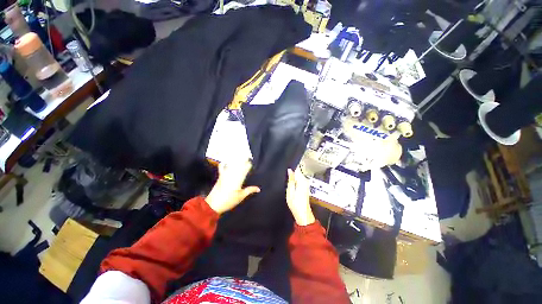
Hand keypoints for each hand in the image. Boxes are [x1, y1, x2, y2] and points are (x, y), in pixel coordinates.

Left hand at [206, 159, 259, 213]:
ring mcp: (225, 175)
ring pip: (231, 165)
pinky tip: (224, 161)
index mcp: (238, 179)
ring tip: (239, 156)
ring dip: (235, 160)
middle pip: (239, 165)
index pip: (245, 169)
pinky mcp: (220, 177)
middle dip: (243, 160)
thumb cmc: (229, 201)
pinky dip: (223, 164)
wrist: (213, 204)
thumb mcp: (241, 196)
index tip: (251, 162)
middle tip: (247, 156)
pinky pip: (221, 168)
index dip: (248, 165)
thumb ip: (250, 190)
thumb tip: (259, 189)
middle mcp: (232, 175)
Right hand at [286, 168, 314, 225]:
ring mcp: (305, 184)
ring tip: (287, 180)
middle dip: (291, 172)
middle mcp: (305, 181)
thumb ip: (290, 179)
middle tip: (285, 175)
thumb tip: (289, 170)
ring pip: (298, 176)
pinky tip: (290, 185)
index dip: (291, 167)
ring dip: (292, 177)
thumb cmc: (296, 204)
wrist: (302, 213)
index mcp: (302, 180)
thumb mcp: (290, 190)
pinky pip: (298, 180)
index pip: (297, 168)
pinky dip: (294, 181)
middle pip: (297, 172)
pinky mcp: (304, 187)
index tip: (286, 167)